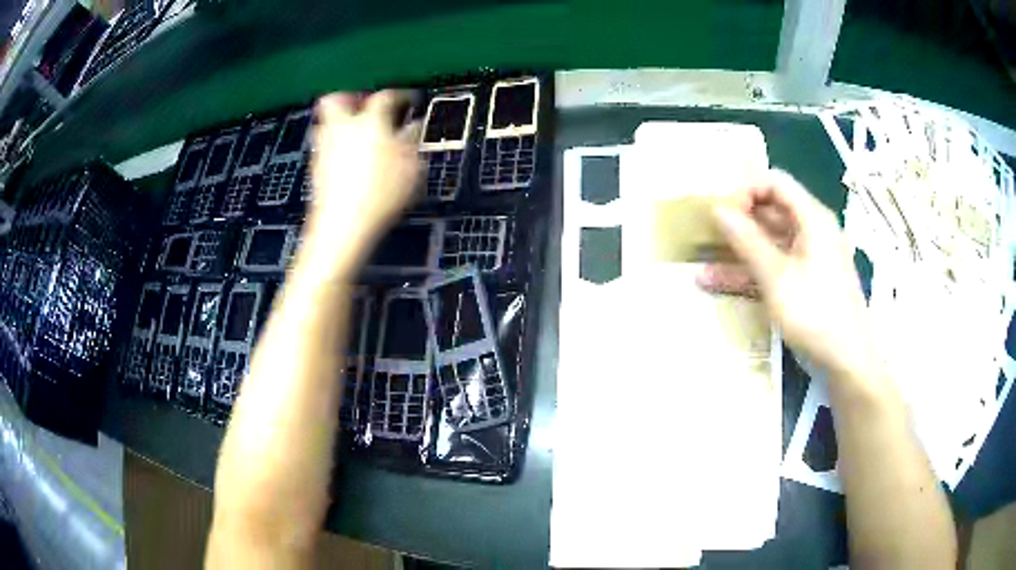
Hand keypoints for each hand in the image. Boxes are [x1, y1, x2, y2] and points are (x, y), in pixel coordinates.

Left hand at [296, 91, 421, 282]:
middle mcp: (342, 129)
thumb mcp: (411, 168)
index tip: (409, 101)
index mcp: (370, 122)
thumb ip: (412, 142)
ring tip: (357, 137)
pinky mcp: (316, 170)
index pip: (386, 98)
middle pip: (336, 100)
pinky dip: (335, 148)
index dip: (401, 96)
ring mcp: (324, 149)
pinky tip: (349, 164)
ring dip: (340, 124)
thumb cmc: (382, 194)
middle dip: (350, 99)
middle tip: (365, 108)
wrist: (343, 225)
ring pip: (326, 124)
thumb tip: (412, 128)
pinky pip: (324, 148)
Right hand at [697, 169, 879, 380]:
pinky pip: (775, 266)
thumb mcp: (776, 277)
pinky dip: (751, 271)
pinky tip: (719, 283)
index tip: (723, 213)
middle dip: (739, 220)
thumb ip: (746, 240)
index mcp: (812, 218)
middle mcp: (812, 231)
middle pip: (772, 211)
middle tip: (708, 234)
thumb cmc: (815, 313)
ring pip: (769, 242)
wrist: (846, 360)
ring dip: (739, 250)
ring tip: (704, 262)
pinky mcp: (805, 282)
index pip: (775, 183)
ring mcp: (809, 258)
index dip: (746, 191)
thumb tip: (718, 210)